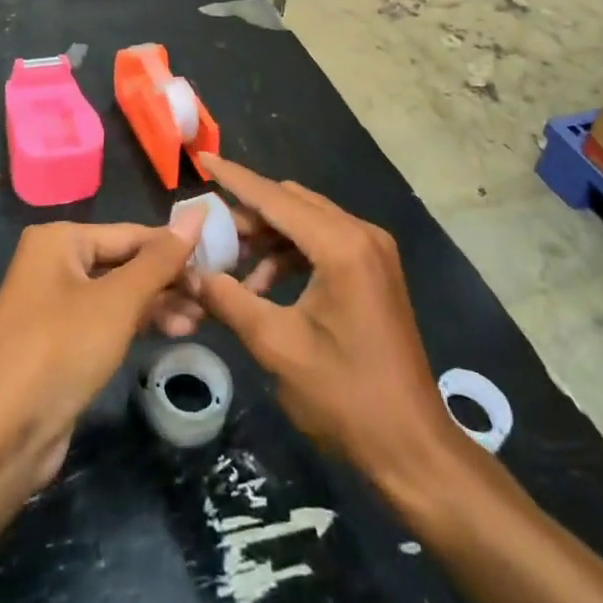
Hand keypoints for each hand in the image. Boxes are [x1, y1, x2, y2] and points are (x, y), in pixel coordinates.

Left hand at [0, 216, 202, 493]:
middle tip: (212, 298)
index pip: (132, 234)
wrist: (0, 437)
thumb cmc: (60, 351)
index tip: (218, 264)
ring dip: (158, 305)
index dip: (176, 249)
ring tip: (200, 321)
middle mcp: (53, 263)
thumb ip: (161, 259)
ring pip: (118, 294)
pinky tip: (173, 333)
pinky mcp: (59, 342)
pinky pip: (107, 320)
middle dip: (167, 281)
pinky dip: (137, 324)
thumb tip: (198, 212)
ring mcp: (54, 304)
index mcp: (59, 240)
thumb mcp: (118, 302)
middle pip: (125, 262)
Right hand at [192, 155, 456, 482]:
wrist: (412, 445)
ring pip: (307, 221)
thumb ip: (230, 300)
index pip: (276, 198)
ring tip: (231, 266)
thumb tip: (191, 273)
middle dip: (249, 214)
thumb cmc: (345, 396)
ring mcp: (372, 250)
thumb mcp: (277, 346)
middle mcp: (361, 234)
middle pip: (292, 204)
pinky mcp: (374, 268)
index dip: (235, 178)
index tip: (203, 157)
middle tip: (209, 235)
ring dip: (268, 236)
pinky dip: (291, 253)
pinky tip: (263, 284)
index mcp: (341, 245)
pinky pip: (323, 241)